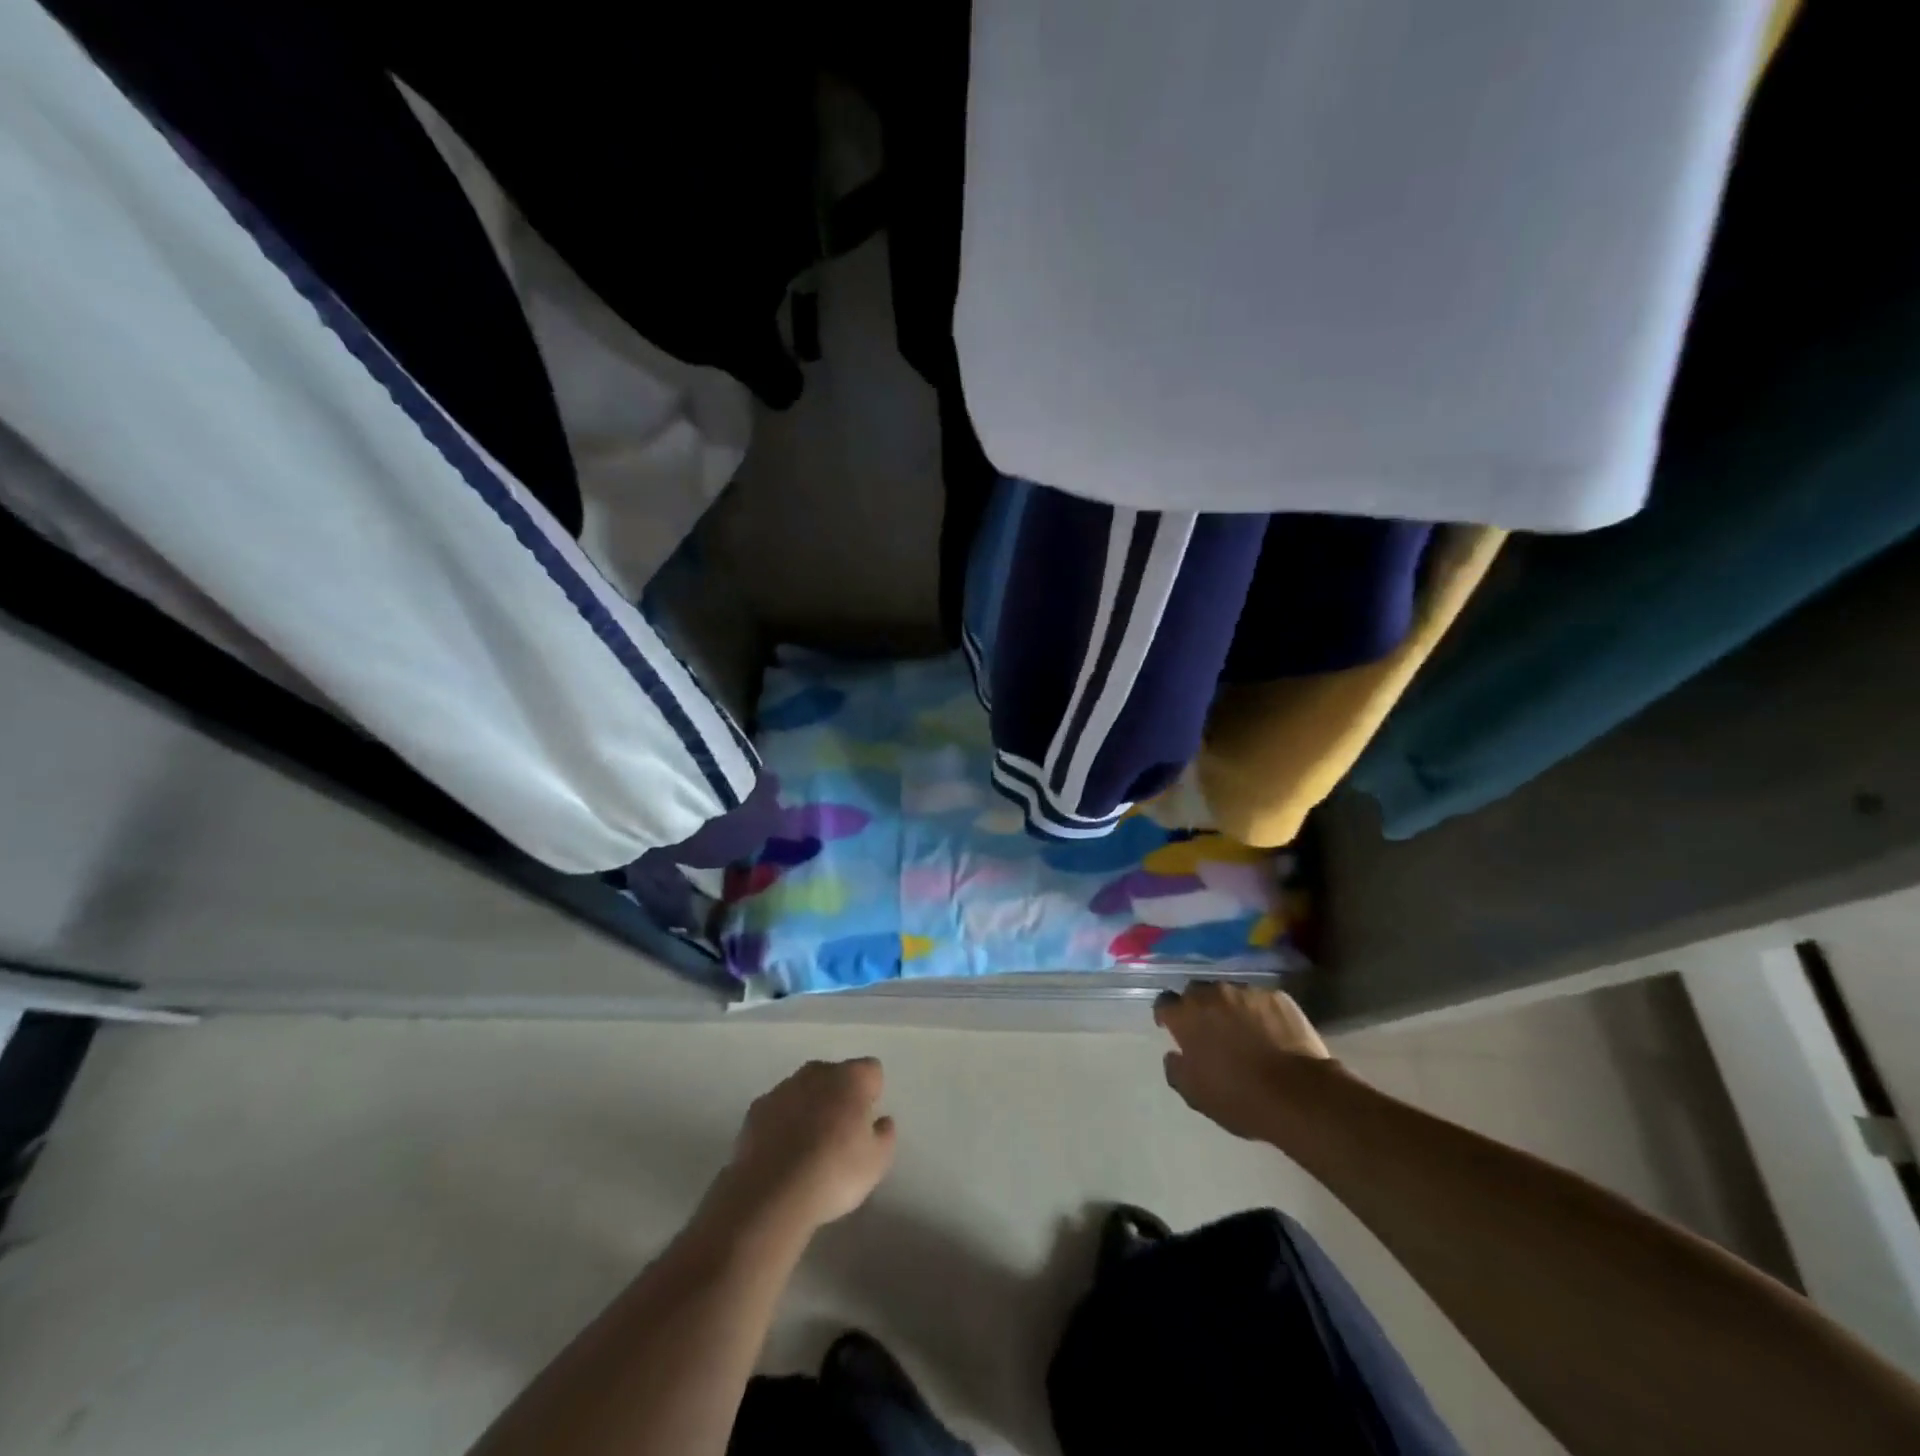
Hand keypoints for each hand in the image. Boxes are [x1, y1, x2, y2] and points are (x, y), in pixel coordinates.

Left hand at [714, 1058, 896, 1234]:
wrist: (770, 1195)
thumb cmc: (833, 1173)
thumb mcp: (877, 1163)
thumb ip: (885, 1135)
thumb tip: (881, 1121)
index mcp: (851, 1078)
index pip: (871, 1070)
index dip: (872, 1094)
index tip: (867, 1123)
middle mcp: (817, 1073)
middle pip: (835, 1075)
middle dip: (839, 1096)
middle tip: (840, 1134)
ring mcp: (782, 1088)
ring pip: (804, 1090)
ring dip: (809, 1108)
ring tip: (808, 1148)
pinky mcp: (756, 1109)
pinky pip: (778, 1109)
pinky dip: (782, 1123)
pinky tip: (782, 1154)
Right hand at [1155, 982, 1333, 1140]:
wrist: (1299, 1094)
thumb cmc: (1240, 1098)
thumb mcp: (1195, 1094)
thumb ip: (1176, 1069)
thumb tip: (1174, 1055)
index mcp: (1187, 1016)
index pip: (1164, 1002)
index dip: (1167, 1014)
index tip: (1171, 1027)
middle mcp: (1213, 995)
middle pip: (1196, 992)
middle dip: (1198, 1007)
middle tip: (1209, 1029)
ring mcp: (1247, 992)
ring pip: (1230, 994)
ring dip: (1230, 1008)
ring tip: (1243, 1030)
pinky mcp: (1277, 997)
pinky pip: (1260, 1000)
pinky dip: (1259, 1012)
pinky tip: (1270, 1032)